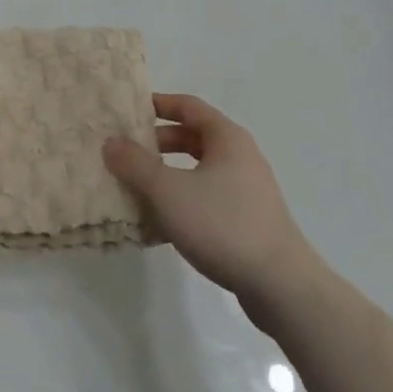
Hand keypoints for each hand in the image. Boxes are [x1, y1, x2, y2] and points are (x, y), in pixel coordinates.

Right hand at [104, 93, 320, 308]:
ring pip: (199, 171)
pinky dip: (184, 202)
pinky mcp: (249, 222)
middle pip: (193, 138)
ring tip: (138, 189)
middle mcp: (240, 156)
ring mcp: (248, 190)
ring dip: (168, 176)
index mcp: (226, 138)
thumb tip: (111, 142)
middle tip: (127, 152)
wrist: (282, 287)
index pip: (187, 106)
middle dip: (158, 144)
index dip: (158, 104)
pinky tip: (161, 225)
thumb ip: (135, 164)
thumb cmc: (223, 224)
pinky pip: (208, 199)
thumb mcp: (168, 191)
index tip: (129, 110)